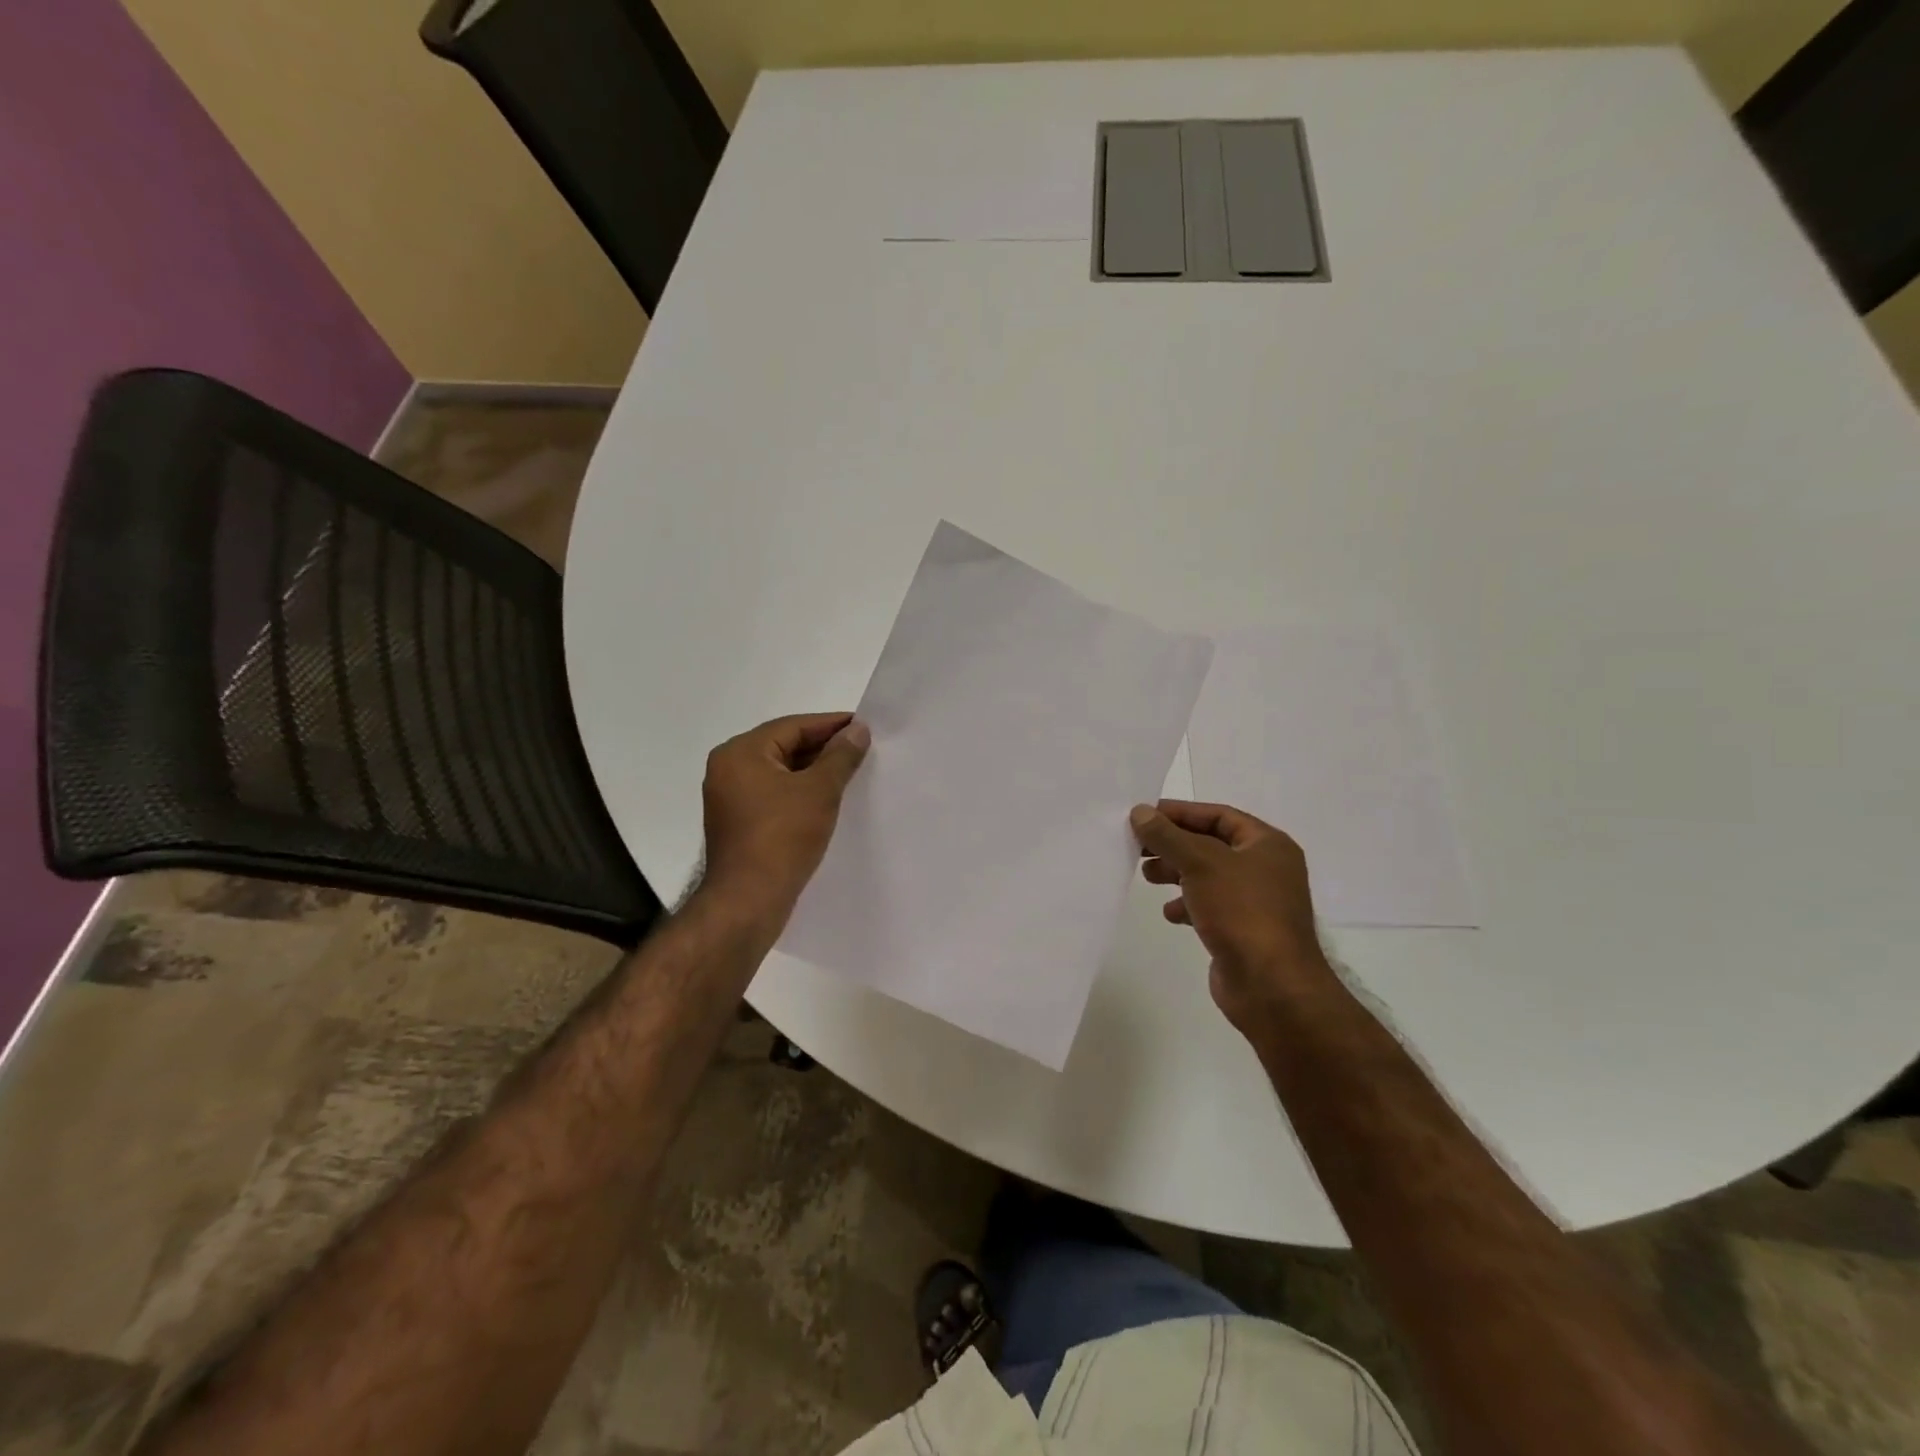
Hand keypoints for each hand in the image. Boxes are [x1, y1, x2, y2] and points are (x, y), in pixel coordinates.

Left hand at [700, 713, 869, 923]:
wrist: (748, 901)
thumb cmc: (783, 837)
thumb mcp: (819, 791)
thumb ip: (840, 756)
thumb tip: (858, 730)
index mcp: (740, 753)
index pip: (792, 727)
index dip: (831, 725)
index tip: (864, 726)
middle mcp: (728, 769)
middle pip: (784, 747)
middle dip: (824, 748)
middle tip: (862, 749)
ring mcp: (730, 799)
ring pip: (780, 773)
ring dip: (814, 772)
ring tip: (852, 774)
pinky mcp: (739, 824)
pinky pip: (774, 796)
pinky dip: (800, 793)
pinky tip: (828, 800)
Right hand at [1130, 800, 1332, 1034]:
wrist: (1271, 985)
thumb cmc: (1241, 911)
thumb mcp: (1200, 863)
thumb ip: (1168, 835)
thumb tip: (1140, 811)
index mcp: (1268, 845)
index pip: (1218, 815)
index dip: (1180, 812)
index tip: (1144, 815)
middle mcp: (1266, 869)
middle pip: (1211, 845)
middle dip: (1174, 844)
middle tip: (1138, 846)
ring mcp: (1255, 902)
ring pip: (1208, 876)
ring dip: (1176, 873)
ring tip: (1147, 875)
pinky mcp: (1243, 931)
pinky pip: (1210, 907)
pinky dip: (1187, 905)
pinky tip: (1169, 912)